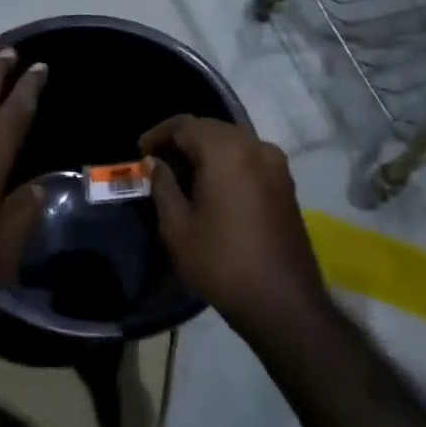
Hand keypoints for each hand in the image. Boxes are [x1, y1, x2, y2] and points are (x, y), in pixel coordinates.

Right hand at [140, 116, 325, 333]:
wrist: (282, 301)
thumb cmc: (221, 263)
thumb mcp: (177, 226)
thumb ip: (162, 186)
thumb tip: (155, 163)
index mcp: (227, 152)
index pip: (185, 125)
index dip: (159, 134)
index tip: (140, 152)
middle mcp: (256, 147)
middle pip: (211, 129)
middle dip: (182, 141)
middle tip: (157, 164)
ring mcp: (276, 164)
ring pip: (232, 142)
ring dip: (204, 151)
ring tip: (181, 176)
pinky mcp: (285, 183)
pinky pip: (248, 158)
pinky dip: (226, 162)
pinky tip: (210, 186)